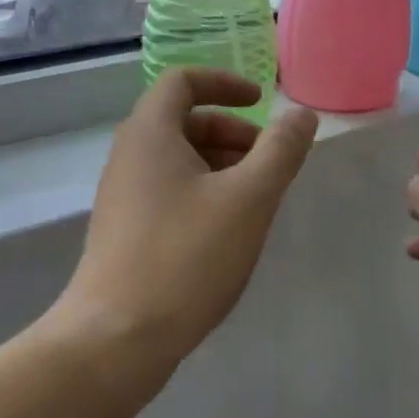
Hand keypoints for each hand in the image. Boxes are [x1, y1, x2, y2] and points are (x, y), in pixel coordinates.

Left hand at [51, 69, 317, 386]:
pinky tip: (228, 233)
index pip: (183, 81)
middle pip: (183, 121)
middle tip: (269, 163)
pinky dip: (203, 194)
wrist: (117, 336)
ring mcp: (123, 196)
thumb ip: (280, 151)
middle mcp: (129, 156)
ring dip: (221, 166)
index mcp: (150, 133)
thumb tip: (301, 115)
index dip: (225, 83)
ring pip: (177, 161)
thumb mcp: (248, 199)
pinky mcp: (125, 232)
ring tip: (256, 201)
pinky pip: (168, 192)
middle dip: (232, 132)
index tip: (262, 103)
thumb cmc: (186, 257)